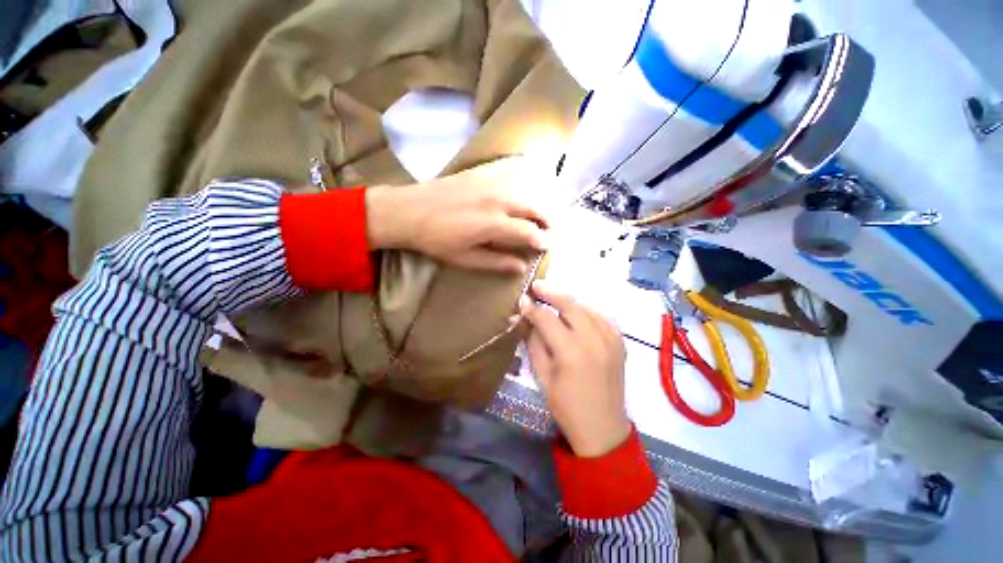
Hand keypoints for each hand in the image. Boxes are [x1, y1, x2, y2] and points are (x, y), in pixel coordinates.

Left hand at [365, 158, 549, 272]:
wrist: (409, 211)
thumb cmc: (437, 240)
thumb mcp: (466, 259)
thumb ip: (496, 262)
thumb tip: (521, 267)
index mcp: (494, 224)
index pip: (529, 232)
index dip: (542, 240)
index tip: (547, 246)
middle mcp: (498, 200)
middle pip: (534, 208)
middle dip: (548, 220)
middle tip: (552, 230)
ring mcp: (490, 183)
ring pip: (526, 190)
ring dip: (538, 203)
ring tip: (542, 214)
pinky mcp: (480, 173)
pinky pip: (509, 173)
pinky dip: (523, 180)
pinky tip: (525, 185)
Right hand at [520, 281, 630, 456]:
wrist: (603, 429)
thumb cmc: (566, 406)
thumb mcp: (542, 376)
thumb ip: (534, 342)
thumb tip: (523, 318)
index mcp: (571, 351)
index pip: (547, 319)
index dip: (532, 308)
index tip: (521, 300)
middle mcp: (593, 339)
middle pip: (570, 305)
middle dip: (551, 293)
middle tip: (537, 285)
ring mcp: (610, 339)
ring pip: (587, 307)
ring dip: (568, 300)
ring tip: (553, 297)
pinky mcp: (619, 342)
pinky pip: (601, 317)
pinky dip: (586, 310)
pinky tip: (576, 312)